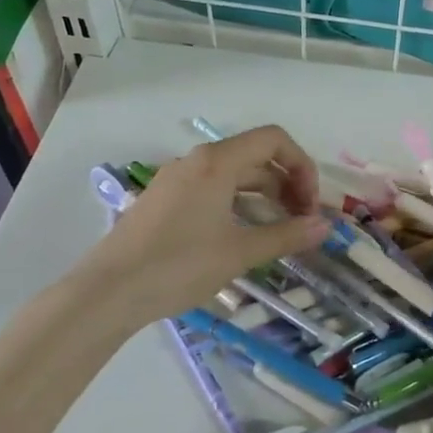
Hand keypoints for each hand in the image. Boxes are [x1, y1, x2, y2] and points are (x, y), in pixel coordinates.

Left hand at [81, 125, 330, 327]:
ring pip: (233, 175)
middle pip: (255, 156)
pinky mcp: (165, 200)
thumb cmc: (179, 266)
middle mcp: (197, 161)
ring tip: (278, 231)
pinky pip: (212, 189)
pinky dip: (238, 204)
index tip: (310, 204)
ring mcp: (177, 180)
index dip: (302, 165)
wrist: (108, 292)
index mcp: (217, 162)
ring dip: (263, 196)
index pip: (273, 139)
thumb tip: (325, 226)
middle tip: (302, 222)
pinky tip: (242, 235)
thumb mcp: (239, 252)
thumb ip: (286, 235)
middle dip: (287, 183)